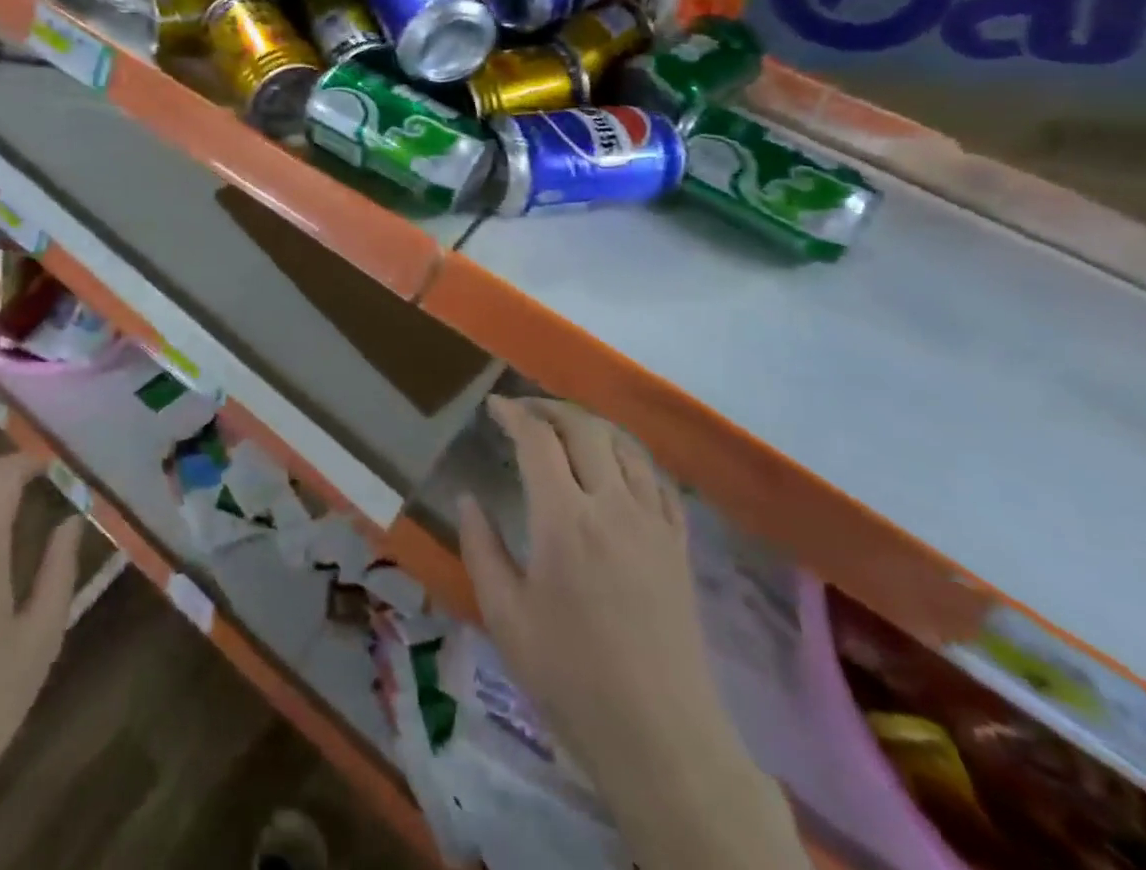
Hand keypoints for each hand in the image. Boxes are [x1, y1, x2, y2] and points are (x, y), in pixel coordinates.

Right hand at [458, 397, 806, 869]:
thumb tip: (467, 498)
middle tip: (523, 411)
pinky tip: (615, 466)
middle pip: (585, 428)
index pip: (538, 440)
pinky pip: (657, 480)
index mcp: (564, 521)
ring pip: (625, 445)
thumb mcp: (505, 617)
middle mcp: (612, 506)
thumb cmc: (571, 678)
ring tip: (565, 429)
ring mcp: (653, 524)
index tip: (493, 406)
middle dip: (550, 408)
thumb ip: (481, 548)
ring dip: (591, 425)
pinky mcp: (679, 546)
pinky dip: (629, 457)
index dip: (514, 413)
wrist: (663, 740)